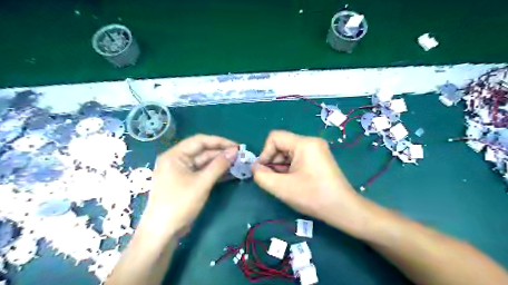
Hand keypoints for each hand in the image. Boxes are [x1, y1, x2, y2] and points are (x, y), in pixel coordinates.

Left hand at [143, 135, 237, 236]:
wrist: (163, 233)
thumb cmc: (179, 204)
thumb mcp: (202, 183)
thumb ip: (219, 165)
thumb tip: (235, 151)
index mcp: (175, 155)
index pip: (200, 141)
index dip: (220, 142)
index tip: (237, 146)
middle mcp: (177, 160)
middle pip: (203, 151)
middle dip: (222, 153)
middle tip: (241, 156)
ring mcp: (182, 172)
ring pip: (204, 163)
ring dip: (221, 163)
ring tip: (239, 163)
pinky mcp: (187, 182)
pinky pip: (203, 173)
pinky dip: (216, 173)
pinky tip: (231, 173)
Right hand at [253, 130, 369, 232]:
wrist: (343, 209)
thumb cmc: (313, 196)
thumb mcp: (282, 188)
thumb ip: (262, 176)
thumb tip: (255, 167)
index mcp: (304, 143)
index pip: (275, 137)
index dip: (265, 153)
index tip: (264, 171)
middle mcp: (311, 142)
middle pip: (282, 144)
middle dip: (273, 161)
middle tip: (273, 179)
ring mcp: (317, 150)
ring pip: (288, 152)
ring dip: (281, 166)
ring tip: (284, 183)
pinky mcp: (318, 158)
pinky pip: (297, 157)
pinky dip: (290, 168)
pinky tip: (292, 182)